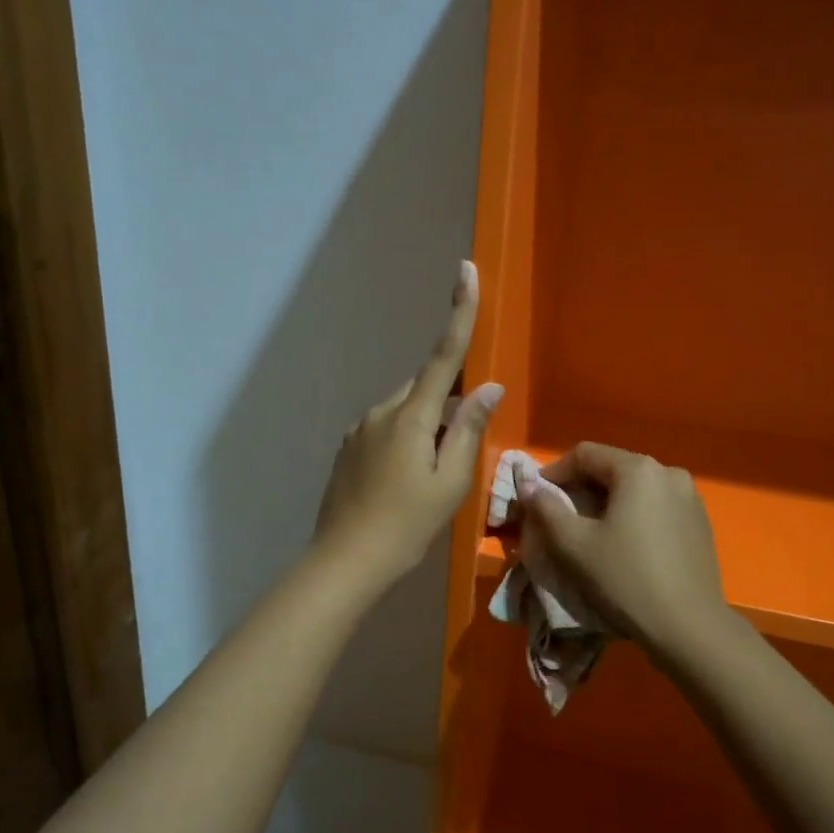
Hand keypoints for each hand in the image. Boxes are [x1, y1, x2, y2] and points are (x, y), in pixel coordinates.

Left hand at [313, 261, 502, 587]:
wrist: (345, 561)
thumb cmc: (406, 525)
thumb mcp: (450, 483)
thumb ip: (469, 431)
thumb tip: (488, 388)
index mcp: (411, 417)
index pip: (442, 356)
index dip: (459, 312)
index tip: (466, 271)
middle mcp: (381, 412)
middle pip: (425, 389)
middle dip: (447, 405)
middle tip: (458, 452)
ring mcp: (359, 430)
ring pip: (405, 412)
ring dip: (425, 428)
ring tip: (429, 479)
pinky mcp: (347, 449)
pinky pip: (386, 430)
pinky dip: (404, 442)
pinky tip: (403, 482)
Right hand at [516, 443, 730, 656]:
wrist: (689, 627)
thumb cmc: (625, 579)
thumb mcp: (574, 545)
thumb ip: (546, 508)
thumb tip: (527, 485)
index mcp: (638, 470)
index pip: (585, 454)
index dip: (554, 472)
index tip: (536, 499)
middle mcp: (668, 473)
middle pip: (612, 468)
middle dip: (580, 488)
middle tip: (558, 517)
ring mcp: (690, 498)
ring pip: (635, 489)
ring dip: (607, 502)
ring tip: (589, 532)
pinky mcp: (700, 523)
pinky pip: (656, 507)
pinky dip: (633, 515)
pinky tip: (624, 545)